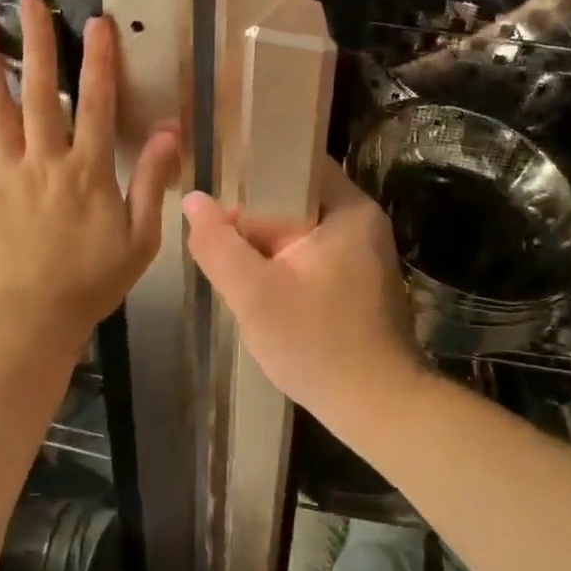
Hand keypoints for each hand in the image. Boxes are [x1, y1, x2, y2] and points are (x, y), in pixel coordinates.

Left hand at [0, 0, 178, 354]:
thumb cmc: (91, 282)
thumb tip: (171, 131)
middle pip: (41, 91)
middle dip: (37, 42)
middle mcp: (45, 159)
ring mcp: (6, 173)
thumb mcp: (140, 238)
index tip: (95, 22)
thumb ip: (152, 181)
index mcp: (89, 170)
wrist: (29, 321)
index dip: (99, 60)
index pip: (98, 103)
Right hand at [182, 160, 427, 430]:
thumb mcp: (255, 294)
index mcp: (348, 209)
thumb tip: (193, 199)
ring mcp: (366, 251)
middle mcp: (363, 221)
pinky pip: (315, 253)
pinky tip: (262, 286)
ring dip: (268, 245)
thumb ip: (218, 245)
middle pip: (297, 198)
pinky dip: (287, 263)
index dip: (253, 173)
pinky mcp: (361, 279)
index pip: (297, 163)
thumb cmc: (317, 344)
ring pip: (302, 229)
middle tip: (218, 237)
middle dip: (255, 218)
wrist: (378, 407)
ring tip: (233, 261)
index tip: (217, 192)